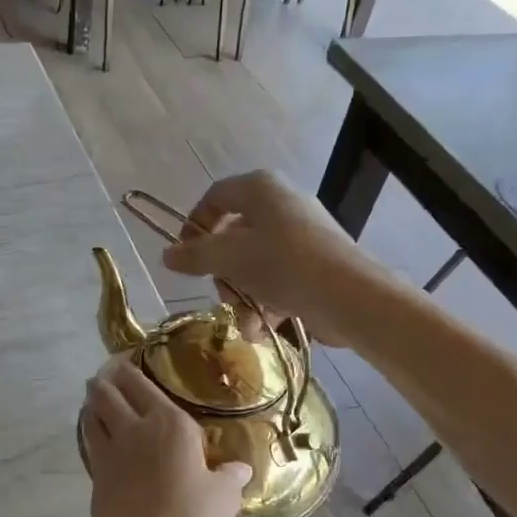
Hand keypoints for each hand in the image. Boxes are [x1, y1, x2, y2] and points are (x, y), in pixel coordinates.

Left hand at [80, 357, 248, 516]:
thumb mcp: (224, 500)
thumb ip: (230, 478)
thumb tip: (239, 468)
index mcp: (172, 424)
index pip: (144, 383)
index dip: (131, 367)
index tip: (127, 358)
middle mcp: (137, 427)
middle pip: (111, 390)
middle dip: (107, 377)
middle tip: (108, 372)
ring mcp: (111, 449)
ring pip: (93, 410)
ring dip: (93, 398)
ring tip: (95, 392)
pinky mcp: (96, 473)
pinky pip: (89, 438)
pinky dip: (88, 426)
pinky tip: (93, 427)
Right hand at [159, 171, 373, 344]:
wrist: (349, 295)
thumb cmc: (283, 264)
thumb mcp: (229, 258)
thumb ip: (195, 255)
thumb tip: (167, 255)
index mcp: (261, 189)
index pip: (215, 196)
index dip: (194, 224)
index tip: (184, 256)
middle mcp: (283, 204)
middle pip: (235, 234)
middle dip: (222, 271)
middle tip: (221, 292)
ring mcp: (304, 234)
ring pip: (256, 262)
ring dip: (243, 293)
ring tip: (245, 319)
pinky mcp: (318, 263)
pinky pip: (280, 277)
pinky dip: (267, 300)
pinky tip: (263, 327)